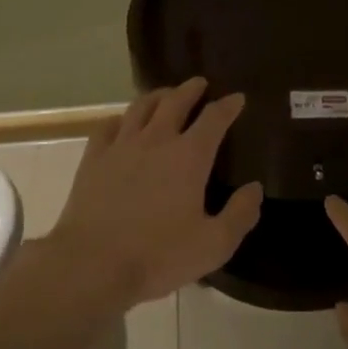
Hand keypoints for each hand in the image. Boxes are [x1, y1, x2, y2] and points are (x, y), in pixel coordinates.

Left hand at [49, 78, 262, 307]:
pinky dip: (120, 119)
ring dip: (157, 96)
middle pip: (175, 101)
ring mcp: (121, 146)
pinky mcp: (93, 159)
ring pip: (141, 107)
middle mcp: (156, 140)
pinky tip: (122, 123)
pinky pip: (107, 126)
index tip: (237, 98)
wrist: (92, 265)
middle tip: (200, 83)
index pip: (214, 118)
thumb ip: (239, 214)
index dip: (228, 106)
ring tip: (165, 94)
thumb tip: (255, 188)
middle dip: (191, 89)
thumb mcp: (213, 245)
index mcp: (189, 156)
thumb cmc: (158, 256)